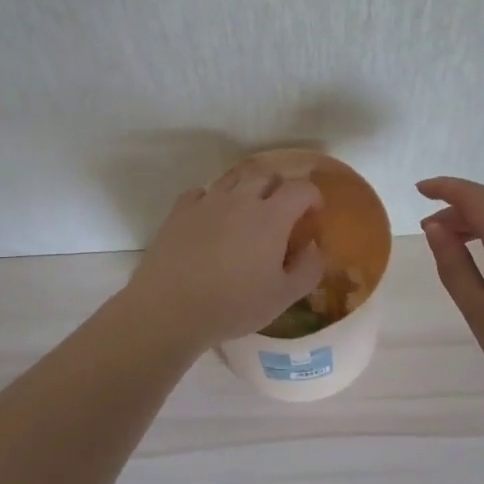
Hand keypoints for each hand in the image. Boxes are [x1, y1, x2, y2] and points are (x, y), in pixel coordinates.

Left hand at [125, 171, 325, 350]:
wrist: (169, 308)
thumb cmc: (233, 305)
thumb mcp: (283, 297)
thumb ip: (308, 269)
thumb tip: (314, 248)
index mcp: (271, 216)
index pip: (301, 189)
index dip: (313, 197)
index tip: (313, 215)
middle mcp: (240, 199)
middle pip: (266, 175)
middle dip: (280, 188)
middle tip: (282, 212)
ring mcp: (207, 201)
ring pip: (233, 177)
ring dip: (247, 187)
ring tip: (248, 209)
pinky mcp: (180, 210)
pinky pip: (201, 191)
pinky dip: (213, 198)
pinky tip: (212, 218)